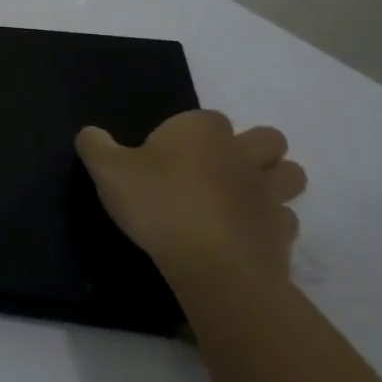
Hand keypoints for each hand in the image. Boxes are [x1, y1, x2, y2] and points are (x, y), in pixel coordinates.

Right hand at [76, 110, 306, 279]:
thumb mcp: (107, 170)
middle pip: (268, 139)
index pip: (206, 117)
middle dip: (253, 149)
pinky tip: (244, 236)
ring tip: (241, 200)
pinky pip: (285, 220)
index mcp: (202, 130)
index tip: (167, 157)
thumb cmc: (158, 204)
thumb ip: (96, 146)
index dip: (190, 134)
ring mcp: (269, 193)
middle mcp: (242, 153)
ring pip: (291, 175)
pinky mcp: (282, 232)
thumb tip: (90, 133)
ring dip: (274, 182)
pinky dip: (269, 225)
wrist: (210, 264)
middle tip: (218, 171)